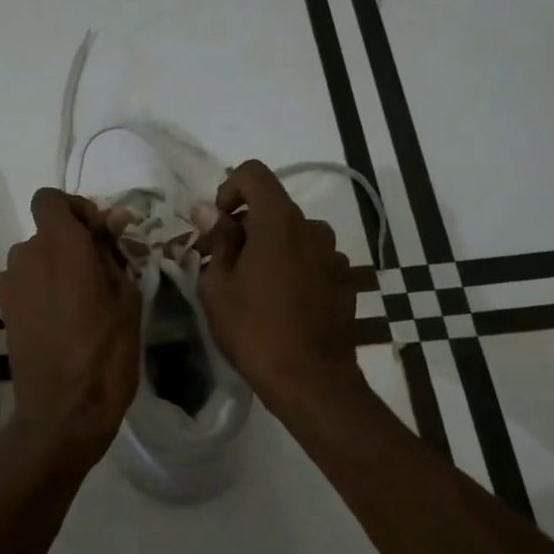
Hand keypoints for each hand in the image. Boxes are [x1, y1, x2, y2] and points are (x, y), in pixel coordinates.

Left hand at [0, 189, 141, 467]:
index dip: (75, 208)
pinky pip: (26, 283)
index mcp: (60, 245)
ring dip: (58, 267)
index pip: (50, 198)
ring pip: (36, 258)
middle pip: (46, 231)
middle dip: (73, 243)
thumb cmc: (106, 352)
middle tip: (104, 273)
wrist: (63, 411)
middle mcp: (26, 255)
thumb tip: (111, 221)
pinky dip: (43, 289)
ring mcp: (10, 284)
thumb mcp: (127, 298)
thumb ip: (113, 252)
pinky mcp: (3, 309)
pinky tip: (63, 320)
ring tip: (85, 302)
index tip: (100, 235)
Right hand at [196, 161, 364, 415]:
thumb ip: (217, 240)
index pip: (254, 173)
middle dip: (244, 226)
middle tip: (221, 263)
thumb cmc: (254, 329)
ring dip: (269, 249)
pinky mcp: (346, 280)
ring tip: (252, 287)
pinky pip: (311, 260)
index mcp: (279, 221)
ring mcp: (334, 255)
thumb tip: (207, 211)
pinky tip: (281, 303)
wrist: (310, 380)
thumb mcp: (218, 285)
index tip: (217, 225)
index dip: (229, 189)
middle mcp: (313, 228)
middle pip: (273, 207)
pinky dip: (292, 268)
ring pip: (293, 236)